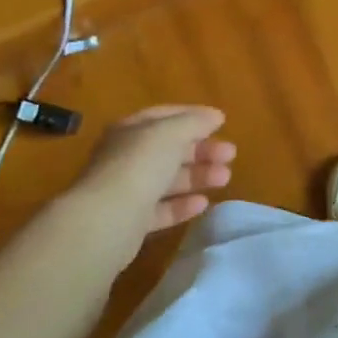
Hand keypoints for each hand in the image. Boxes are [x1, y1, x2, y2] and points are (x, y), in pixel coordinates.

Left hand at [68, 105, 235, 234]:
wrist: (107, 219)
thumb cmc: (140, 165)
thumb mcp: (171, 133)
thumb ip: (195, 122)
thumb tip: (214, 116)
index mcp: (130, 131)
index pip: (164, 116)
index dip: (193, 116)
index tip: (221, 122)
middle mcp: (126, 158)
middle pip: (169, 149)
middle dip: (201, 150)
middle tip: (231, 154)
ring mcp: (127, 191)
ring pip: (168, 179)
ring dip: (198, 176)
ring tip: (225, 178)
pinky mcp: (132, 222)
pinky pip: (162, 209)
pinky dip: (183, 205)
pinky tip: (203, 203)